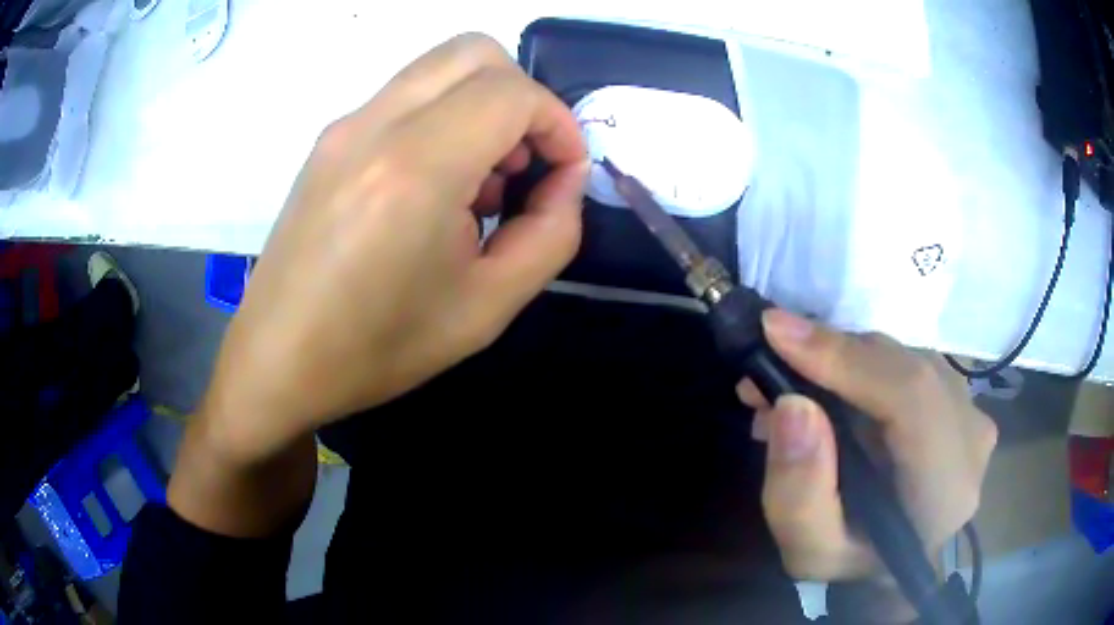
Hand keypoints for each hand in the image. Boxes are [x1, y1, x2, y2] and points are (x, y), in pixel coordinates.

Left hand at [200, 34, 588, 460]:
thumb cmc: (379, 347)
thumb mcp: (488, 307)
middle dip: (522, 96)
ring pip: (438, 66)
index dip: (558, 123)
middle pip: (475, 52)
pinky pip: (404, 96)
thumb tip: (565, 180)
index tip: (565, 172)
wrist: (278, 360)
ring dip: (481, 103)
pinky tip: (435, 185)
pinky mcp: (328, 140)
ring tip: (480, 182)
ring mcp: (344, 126)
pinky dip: (443, 116)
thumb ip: (551, 233)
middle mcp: (375, 125)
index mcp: (415, 168)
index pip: (513, 93)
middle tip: (524, 163)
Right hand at [739, 309, 996, 581]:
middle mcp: (971, 437)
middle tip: (764, 366)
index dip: (847, 358)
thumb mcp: (810, 553)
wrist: (895, 561)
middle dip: (831, 355)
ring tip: (789, 385)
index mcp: (946, 490)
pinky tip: (826, 388)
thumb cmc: (854, 564)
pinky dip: (860, 364)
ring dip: (842, 359)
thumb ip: (799, 495)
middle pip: (905, 367)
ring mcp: (971, 410)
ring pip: (903, 357)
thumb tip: (792, 405)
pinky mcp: (959, 396)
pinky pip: (907, 361)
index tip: (776, 332)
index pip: (911, 397)